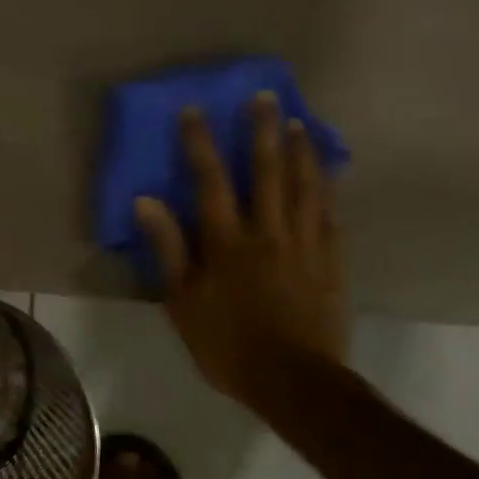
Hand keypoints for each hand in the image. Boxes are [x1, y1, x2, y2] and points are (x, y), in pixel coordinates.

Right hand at [134, 93, 347, 408]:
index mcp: (227, 242)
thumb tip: (146, 200)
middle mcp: (269, 232)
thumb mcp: (182, 301)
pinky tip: (329, 173)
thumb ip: (168, 248)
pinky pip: (331, 215)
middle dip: (263, 130)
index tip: (195, 110)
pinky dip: (329, 189)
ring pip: (306, 187)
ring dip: (301, 151)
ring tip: (299, 123)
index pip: (211, 181)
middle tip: (265, 96)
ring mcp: (305, 245)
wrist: (294, 381)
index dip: (201, 143)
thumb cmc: (227, 343)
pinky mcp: (331, 261)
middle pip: (267, 172)